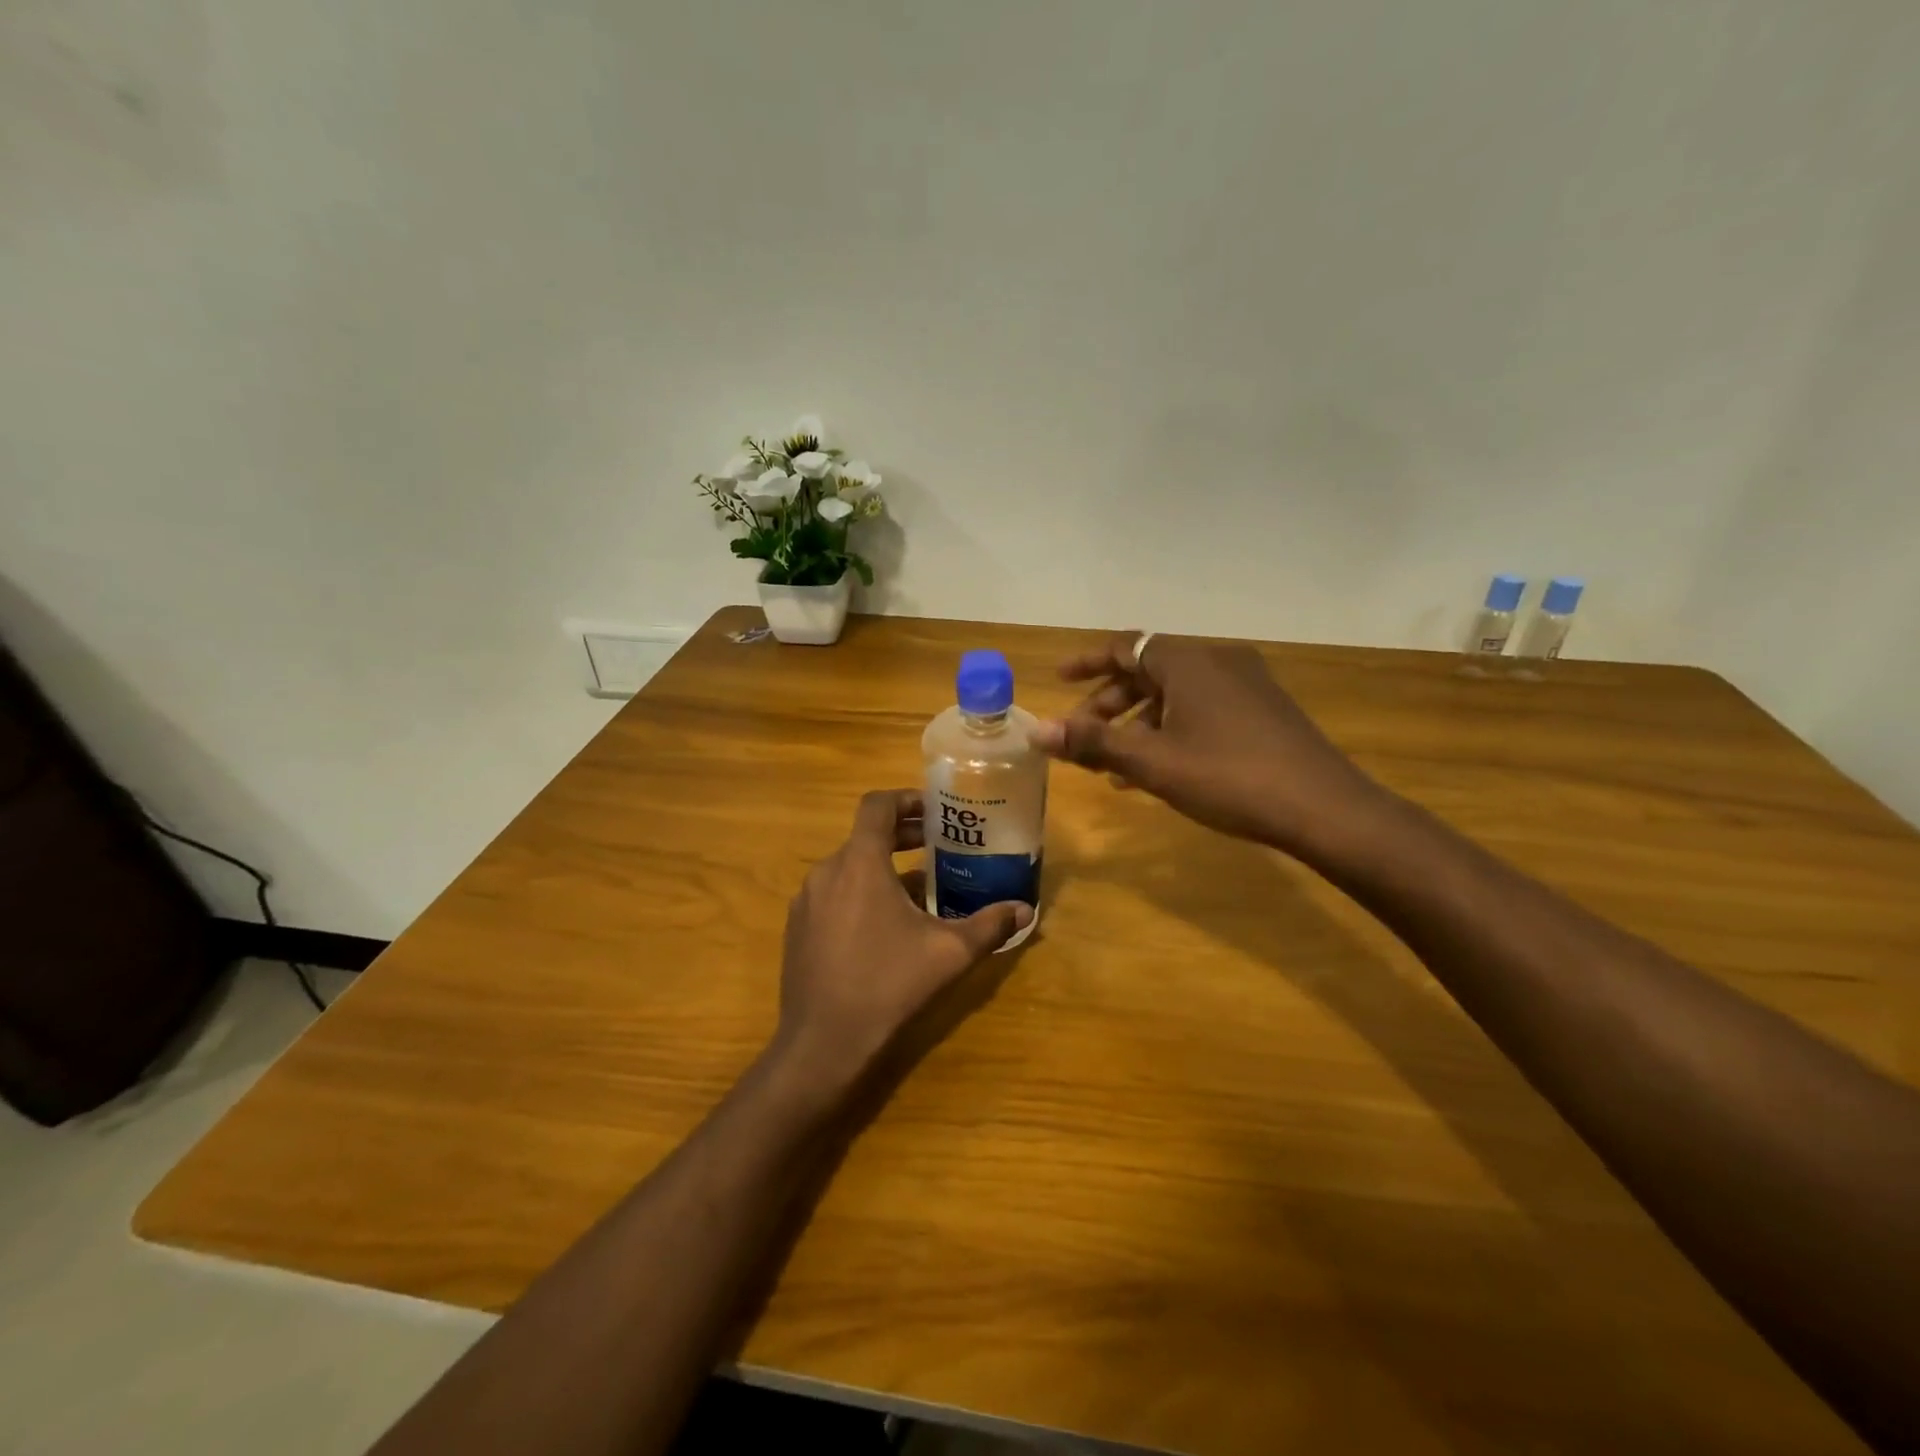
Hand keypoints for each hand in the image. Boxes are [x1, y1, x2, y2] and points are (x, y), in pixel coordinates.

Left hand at [772, 789, 1032, 1098]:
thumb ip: (989, 926)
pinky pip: (832, 893)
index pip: (877, 805)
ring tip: (918, 888)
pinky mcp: (797, 928)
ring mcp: (806, 901)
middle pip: (865, 835)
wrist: (822, 1044)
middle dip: (903, 836)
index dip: (906, 799)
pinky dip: (859, 892)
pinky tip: (884, 926)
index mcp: (859, 863)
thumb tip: (1025, 911)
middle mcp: (826, 871)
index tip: (935, 811)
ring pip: (849, 866)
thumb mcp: (949, 954)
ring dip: (882, 866)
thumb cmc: (888, 985)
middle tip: (939, 846)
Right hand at [1031, 632, 1382, 852]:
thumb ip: (1092, 743)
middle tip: (1081, 737)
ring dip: (1138, 723)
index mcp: (1187, 661)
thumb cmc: (1228, 777)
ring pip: (1175, 694)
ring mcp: (1246, 684)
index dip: (1087, 662)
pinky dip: (1171, 729)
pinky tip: (1160, 769)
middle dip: (1109, 703)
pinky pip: (1202, 708)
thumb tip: (1035, 730)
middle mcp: (1217, 661)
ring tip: (1114, 766)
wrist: (1324, 808)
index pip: (1124, 646)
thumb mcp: (1152, 762)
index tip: (1058, 680)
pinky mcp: (1264, 710)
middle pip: (1147, 671)